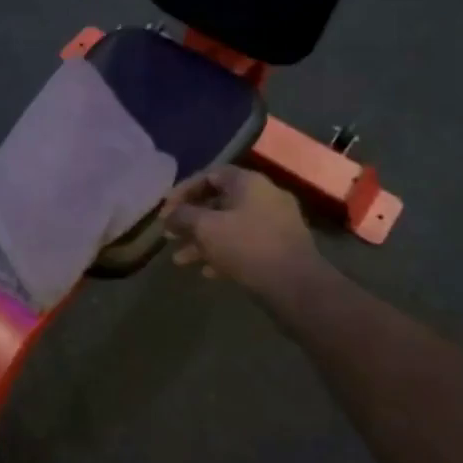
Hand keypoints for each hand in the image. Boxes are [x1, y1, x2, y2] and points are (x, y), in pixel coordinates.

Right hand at [163, 167, 325, 297]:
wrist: (297, 286)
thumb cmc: (247, 247)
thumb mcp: (205, 228)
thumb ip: (183, 216)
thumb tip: (171, 216)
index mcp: (248, 182)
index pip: (209, 175)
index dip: (183, 191)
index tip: (166, 210)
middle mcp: (265, 196)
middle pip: (219, 202)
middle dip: (191, 221)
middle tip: (170, 235)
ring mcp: (276, 223)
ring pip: (230, 226)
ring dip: (203, 241)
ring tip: (181, 260)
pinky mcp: (281, 249)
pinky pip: (246, 244)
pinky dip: (224, 254)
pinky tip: (208, 273)